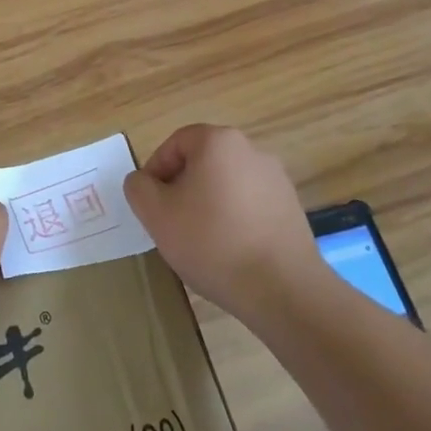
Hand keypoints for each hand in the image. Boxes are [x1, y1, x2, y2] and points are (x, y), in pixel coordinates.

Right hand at [125, 125, 320, 319]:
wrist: (282, 289)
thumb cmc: (212, 242)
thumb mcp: (156, 215)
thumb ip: (138, 188)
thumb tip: (143, 181)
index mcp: (218, 141)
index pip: (175, 144)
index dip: (156, 172)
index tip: (151, 205)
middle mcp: (251, 150)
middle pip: (202, 162)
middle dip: (182, 189)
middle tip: (171, 223)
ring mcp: (276, 179)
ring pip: (226, 184)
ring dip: (208, 204)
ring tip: (201, 242)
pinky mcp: (291, 207)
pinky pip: (250, 204)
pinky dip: (234, 219)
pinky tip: (230, 251)